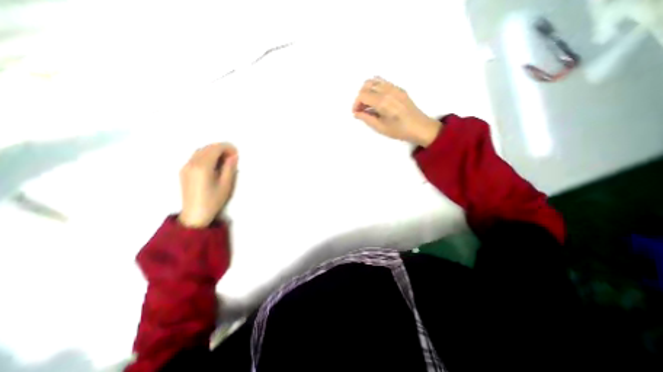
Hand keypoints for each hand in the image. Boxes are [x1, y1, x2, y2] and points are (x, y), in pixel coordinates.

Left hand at [179, 144, 237, 227]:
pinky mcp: (184, 171)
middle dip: (220, 148)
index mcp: (202, 167)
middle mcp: (192, 163)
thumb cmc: (213, 200)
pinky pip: (195, 157)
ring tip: (224, 160)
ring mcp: (186, 167)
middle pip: (207, 148)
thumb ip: (229, 168)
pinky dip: (206, 155)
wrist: (195, 214)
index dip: (227, 148)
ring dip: (213, 151)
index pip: (215, 148)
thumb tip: (233, 156)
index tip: (236, 153)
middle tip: (232, 156)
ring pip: (200, 151)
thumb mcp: (226, 184)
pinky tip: (214, 164)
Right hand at [352, 77, 438, 146]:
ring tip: (368, 104)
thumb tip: (356, 113)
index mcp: (383, 102)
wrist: (420, 127)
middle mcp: (388, 91)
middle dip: (360, 96)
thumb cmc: (399, 130)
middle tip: (361, 108)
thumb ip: (366, 118)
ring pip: (375, 80)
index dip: (356, 103)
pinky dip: (376, 88)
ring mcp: (395, 88)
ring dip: (368, 90)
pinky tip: (377, 101)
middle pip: (367, 85)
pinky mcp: (399, 88)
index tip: (356, 112)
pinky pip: (383, 82)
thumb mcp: (380, 127)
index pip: (363, 95)